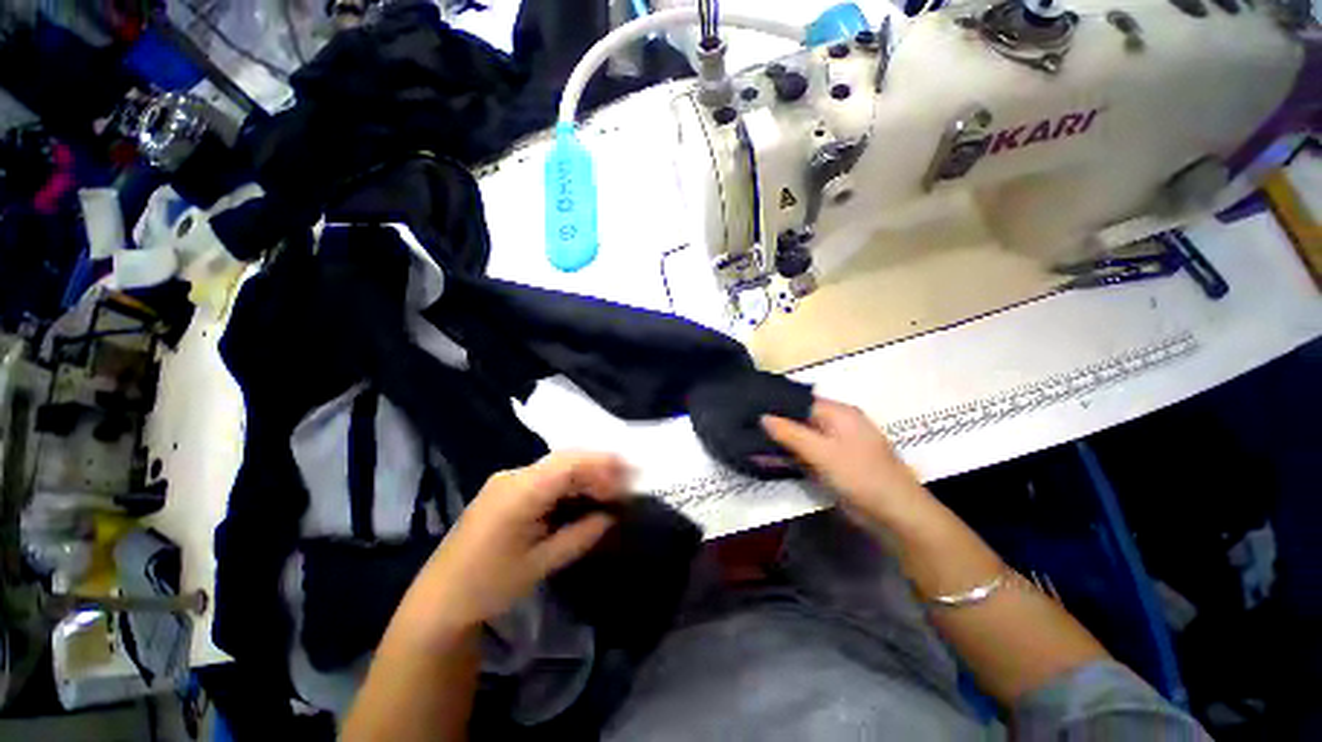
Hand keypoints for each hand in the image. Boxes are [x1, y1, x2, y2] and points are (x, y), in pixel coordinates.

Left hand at [420, 452, 626, 628]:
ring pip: (556, 466)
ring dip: (585, 474)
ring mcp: (507, 480)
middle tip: (624, 484)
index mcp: (519, 491)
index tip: (627, 478)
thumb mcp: (540, 564)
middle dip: (598, 467)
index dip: (601, 465)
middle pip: (564, 460)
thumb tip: (610, 517)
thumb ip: (579, 536)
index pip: (569, 464)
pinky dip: (569, 482)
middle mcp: (513, 476)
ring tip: (609, 490)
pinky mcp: (506, 489)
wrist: (439, 600)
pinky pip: (545, 477)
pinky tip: (583, 495)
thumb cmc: (488, 586)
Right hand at [761, 399, 929, 526]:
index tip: (750, 406)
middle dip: (775, 423)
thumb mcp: (822, 452)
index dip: (776, 403)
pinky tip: (765, 458)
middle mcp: (836, 425)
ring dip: (779, 442)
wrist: (894, 515)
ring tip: (748, 440)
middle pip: (799, 418)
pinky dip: (788, 456)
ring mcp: (834, 446)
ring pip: (800, 438)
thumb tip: (762, 416)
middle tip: (744, 424)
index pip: (801, 400)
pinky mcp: (832, 464)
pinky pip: (805, 455)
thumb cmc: (860, 475)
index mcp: (839, 413)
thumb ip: (791, 433)